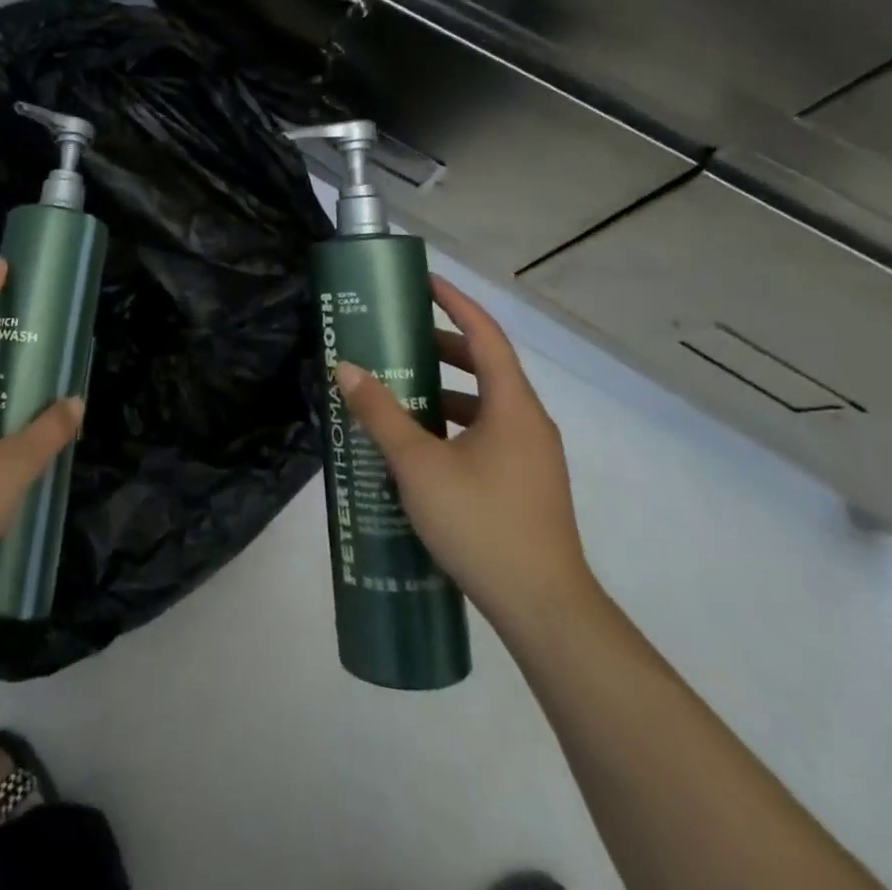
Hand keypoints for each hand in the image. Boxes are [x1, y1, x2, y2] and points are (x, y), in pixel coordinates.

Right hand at [335, 275, 592, 627]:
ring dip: (446, 390)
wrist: (545, 609)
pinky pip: (488, 434)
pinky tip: (422, 446)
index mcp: (512, 405)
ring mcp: (532, 456)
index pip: (485, 334)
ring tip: (401, 390)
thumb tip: (347, 368)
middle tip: (399, 337)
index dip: (456, 302)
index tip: (425, 282)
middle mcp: (529, 422)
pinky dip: (455, 423)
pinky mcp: (526, 485)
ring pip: (486, 404)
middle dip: (443, 346)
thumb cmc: (482, 523)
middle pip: (486, 366)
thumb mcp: (420, 464)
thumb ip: (381, 414)